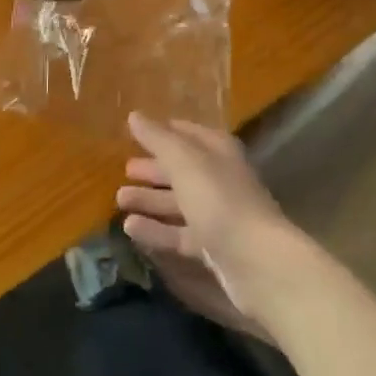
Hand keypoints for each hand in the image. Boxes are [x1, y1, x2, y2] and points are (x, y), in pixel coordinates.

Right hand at [117, 112, 311, 343]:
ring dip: (150, 200)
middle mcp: (219, 177)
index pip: (187, 133)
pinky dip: (156, 229)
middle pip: (182, 169)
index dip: (163, 132)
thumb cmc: (219, 200)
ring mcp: (217, 214)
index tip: (137, 132)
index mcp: (217, 150)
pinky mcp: (212, 246)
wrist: (256, 260)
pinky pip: (178, 233)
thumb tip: (134, 115)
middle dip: (154, 168)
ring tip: (120, 199)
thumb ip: (158, 139)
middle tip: (125, 170)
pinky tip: (130, 228)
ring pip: (178, 202)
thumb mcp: (185, 162)